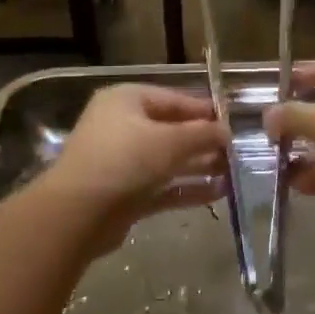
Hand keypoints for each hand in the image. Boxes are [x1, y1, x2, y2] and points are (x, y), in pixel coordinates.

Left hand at [42, 84, 228, 258]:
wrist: (78, 214)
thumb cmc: (125, 161)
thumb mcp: (170, 141)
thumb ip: (203, 134)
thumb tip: (227, 132)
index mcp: (127, 100)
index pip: (174, 99)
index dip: (204, 111)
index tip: (233, 123)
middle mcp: (122, 126)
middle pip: (171, 130)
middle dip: (204, 141)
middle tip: (236, 152)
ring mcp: (121, 162)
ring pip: (168, 160)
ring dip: (199, 166)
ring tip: (233, 172)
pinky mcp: (125, 194)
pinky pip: (162, 186)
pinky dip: (187, 188)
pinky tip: (218, 193)